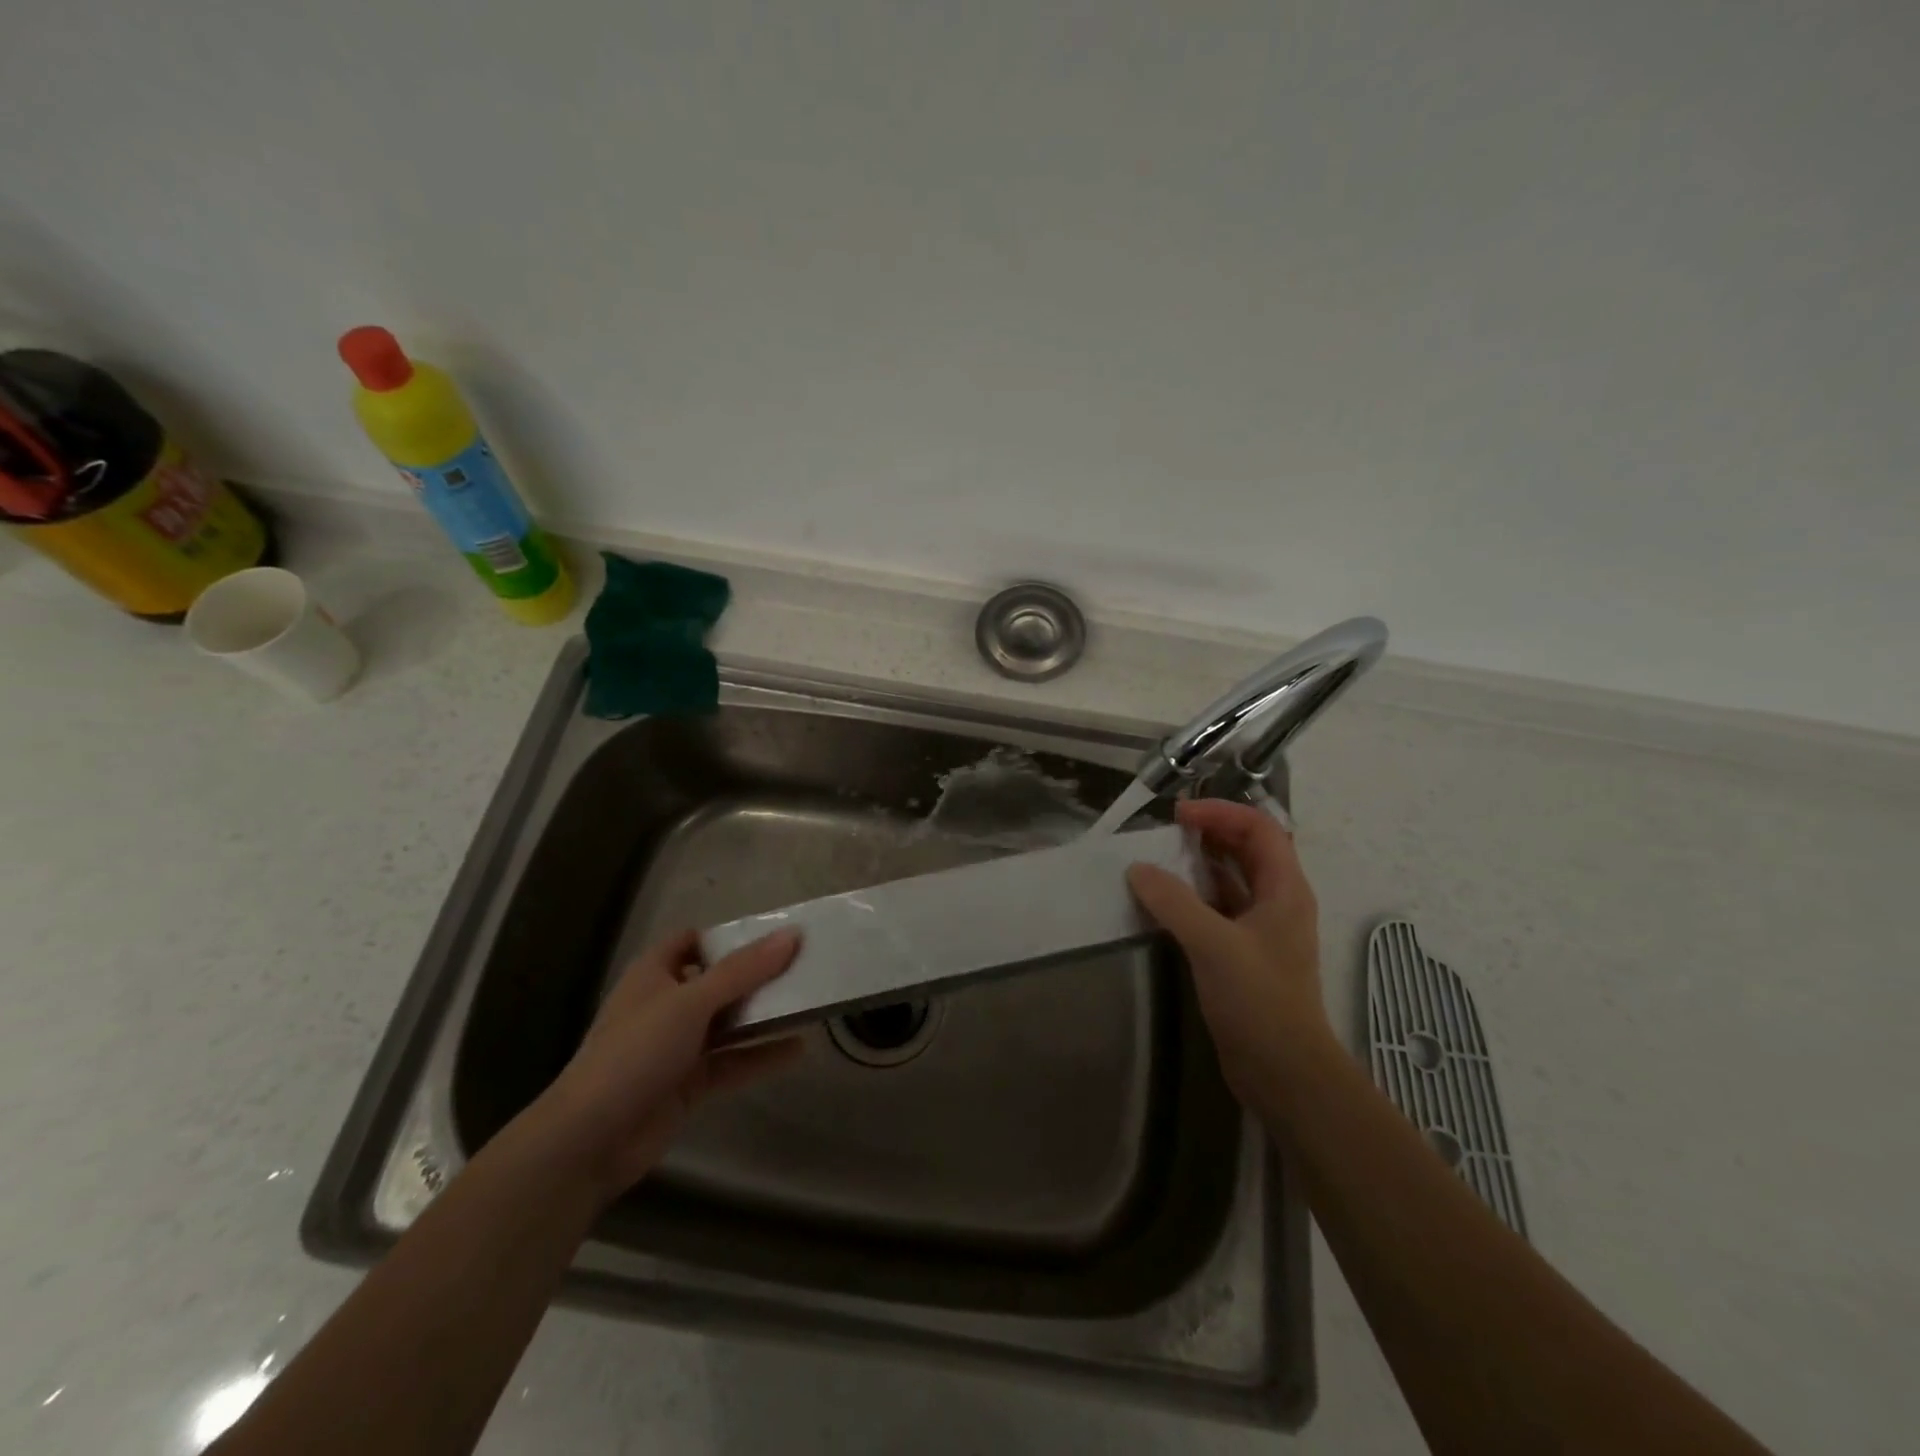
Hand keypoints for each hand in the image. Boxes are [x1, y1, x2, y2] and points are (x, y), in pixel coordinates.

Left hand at [528, 928, 804, 1201]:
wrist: (589, 1141)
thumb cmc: (635, 1053)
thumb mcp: (691, 1002)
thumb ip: (743, 970)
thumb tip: (793, 934)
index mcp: (654, 974)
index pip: (691, 941)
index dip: (726, 936)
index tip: (771, 935)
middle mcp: (665, 1004)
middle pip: (717, 981)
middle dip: (756, 976)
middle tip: (803, 967)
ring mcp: (676, 1046)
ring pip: (727, 1022)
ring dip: (762, 1015)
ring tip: (808, 1004)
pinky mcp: (688, 1083)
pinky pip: (731, 1061)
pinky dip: (760, 1055)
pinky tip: (797, 1049)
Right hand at [1126, 799, 1333, 1107]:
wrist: (1284, 1072)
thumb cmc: (1258, 1000)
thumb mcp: (1213, 944)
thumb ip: (1173, 902)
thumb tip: (1137, 869)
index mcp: (1285, 889)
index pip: (1260, 828)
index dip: (1221, 812)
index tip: (1179, 814)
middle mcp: (1277, 901)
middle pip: (1247, 849)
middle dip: (1210, 832)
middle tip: (1167, 832)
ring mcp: (1261, 929)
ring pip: (1231, 880)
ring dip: (1199, 865)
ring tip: (1159, 859)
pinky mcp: (1243, 953)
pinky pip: (1218, 909)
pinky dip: (1193, 897)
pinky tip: (1163, 901)